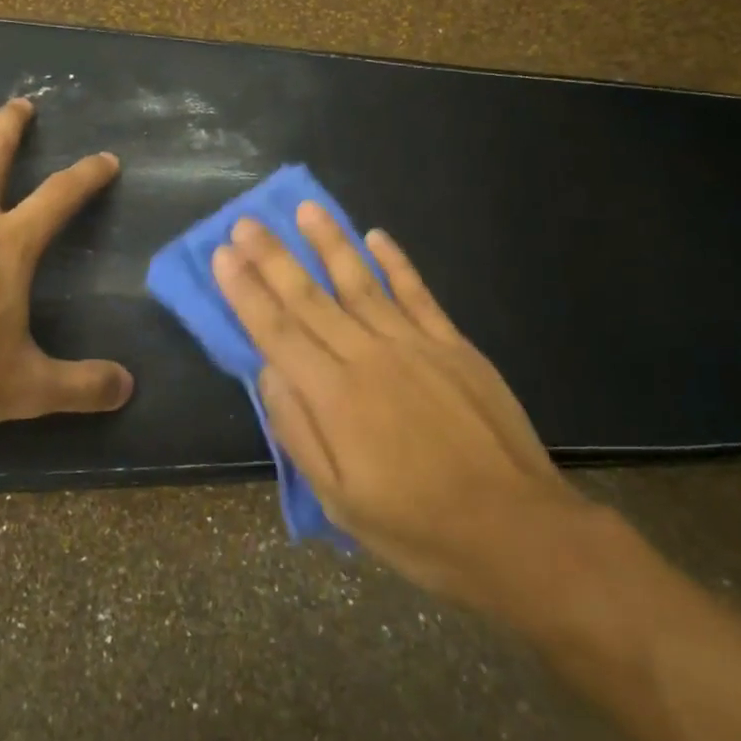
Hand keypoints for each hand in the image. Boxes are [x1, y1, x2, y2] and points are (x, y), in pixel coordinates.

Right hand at [212, 203, 592, 617]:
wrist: (517, 531)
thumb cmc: (418, 527)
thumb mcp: (340, 501)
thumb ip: (298, 431)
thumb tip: (268, 372)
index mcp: (335, 397)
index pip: (277, 331)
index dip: (246, 291)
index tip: (223, 255)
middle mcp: (368, 357)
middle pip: (310, 297)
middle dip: (273, 257)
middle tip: (246, 222)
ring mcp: (414, 344)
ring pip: (360, 281)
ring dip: (329, 242)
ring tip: (305, 209)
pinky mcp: (453, 345)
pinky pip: (417, 292)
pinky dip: (395, 261)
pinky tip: (376, 235)